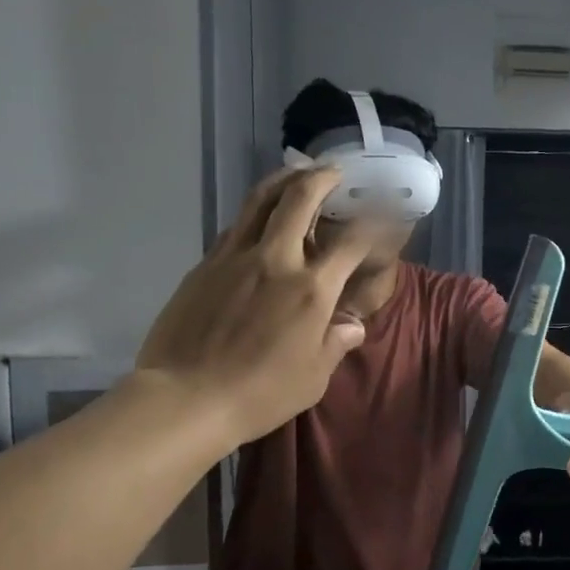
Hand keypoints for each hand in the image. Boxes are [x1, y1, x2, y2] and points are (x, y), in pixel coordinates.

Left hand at [135, 168, 374, 449]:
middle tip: (332, 171)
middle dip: (320, 178)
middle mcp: (275, 260)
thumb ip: (335, 343)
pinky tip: (258, 221)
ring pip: (259, 202)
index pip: (351, 242)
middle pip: (298, 199)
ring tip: (295, 175)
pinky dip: (254, 214)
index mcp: (311, 289)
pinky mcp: (204, 265)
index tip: (383, 216)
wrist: (186, 398)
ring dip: (282, 181)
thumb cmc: (260, 394)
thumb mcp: (313, 377)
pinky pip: (235, 227)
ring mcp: (234, 258)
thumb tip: (351, 326)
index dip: (373, 224)